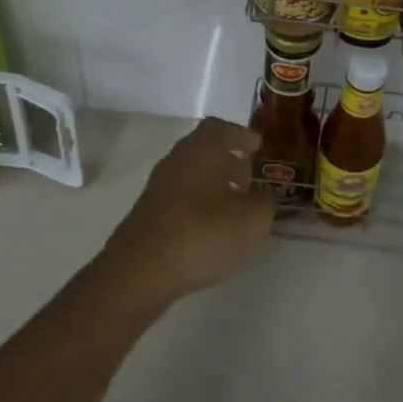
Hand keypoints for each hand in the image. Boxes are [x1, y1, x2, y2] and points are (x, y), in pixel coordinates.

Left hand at [98, 117, 276, 311]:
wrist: (138, 273)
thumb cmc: (200, 235)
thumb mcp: (250, 221)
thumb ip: (265, 202)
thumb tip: (263, 195)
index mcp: (201, 149)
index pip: (221, 128)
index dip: (241, 135)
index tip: (258, 148)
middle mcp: (177, 160)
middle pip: (205, 150)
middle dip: (229, 161)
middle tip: (250, 179)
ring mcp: (158, 187)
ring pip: (192, 173)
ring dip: (214, 183)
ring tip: (235, 207)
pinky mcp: (148, 214)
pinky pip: (181, 196)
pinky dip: (199, 203)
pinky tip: (211, 228)